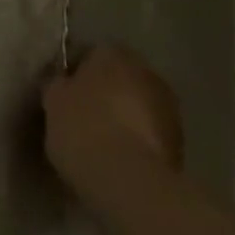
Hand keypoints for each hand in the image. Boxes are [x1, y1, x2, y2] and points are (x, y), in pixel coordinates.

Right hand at [43, 47, 184, 207]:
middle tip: (83, 116)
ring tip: (103, 142)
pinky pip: (150, 134)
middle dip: (105, 93)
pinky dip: (138, 141)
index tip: (63, 94)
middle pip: (119, 78)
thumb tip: (64, 83)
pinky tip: (120, 159)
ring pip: (138, 106)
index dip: (76, 73)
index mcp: (113, 53)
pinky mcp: (180, 142)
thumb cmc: (83, 128)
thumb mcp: (54, 101)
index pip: (91, 53)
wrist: (129, 181)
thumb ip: (59, 84)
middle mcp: (146, 71)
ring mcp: (169, 107)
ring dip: (125, 117)